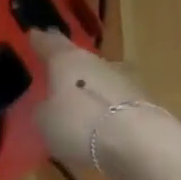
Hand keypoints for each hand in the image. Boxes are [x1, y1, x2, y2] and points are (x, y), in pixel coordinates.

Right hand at [29, 30, 153, 172]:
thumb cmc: (80, 125)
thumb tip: (49, 106)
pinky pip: (117, 106)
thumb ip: (43, 109)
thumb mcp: (44, 122)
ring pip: (101, 83)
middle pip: (80, 62)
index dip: (40, 41)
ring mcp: (126, 82)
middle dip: (69, 72)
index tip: (34, 35)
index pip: (50, 43)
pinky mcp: (146, 105)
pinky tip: (101, 130)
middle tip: (56, 83)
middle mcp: (98, 63)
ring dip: (91, 94)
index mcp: (68, 60)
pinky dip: (108, 114)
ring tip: (79, 113)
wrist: (141, 144)